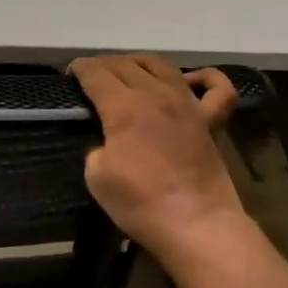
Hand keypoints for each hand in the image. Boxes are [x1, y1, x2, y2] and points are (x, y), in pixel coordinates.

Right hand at [69, 55, 249, 271]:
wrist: (196, 225)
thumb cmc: (140, 203)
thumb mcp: (96, 176)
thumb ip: (97, 147)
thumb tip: (107, 141)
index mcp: (124, 108)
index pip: (97, 74)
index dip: (81, 69)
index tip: (70, 72)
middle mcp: (156, 95)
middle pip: (125, 65)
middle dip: (103, 64)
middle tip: (91, 74)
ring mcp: (188, 105)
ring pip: (162, 66)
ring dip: (140, 62)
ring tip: (128, 69)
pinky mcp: (210, 121)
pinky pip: (216, 88)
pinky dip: (204, 77)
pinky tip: (189, 81)